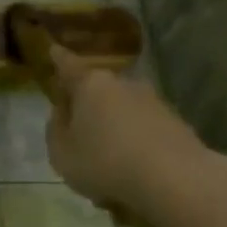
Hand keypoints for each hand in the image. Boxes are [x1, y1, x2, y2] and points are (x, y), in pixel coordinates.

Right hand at [44, 46, 211, 214]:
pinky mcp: (174, 122)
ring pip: (120, 113)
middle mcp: (123, 84)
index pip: (68, 66)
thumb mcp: (61, 153)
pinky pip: (140, 130)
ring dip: (110, 130)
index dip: (58, 59)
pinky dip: (131, 145)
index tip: (53, 49)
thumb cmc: (103, 162)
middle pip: (97, 92)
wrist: (172, 177)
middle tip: (75, 135)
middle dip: (85, 108)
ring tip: (103, 165)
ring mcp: (152, 101)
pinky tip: (127, 173)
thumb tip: (63, 113)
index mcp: (91, 85)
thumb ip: (56, 129)